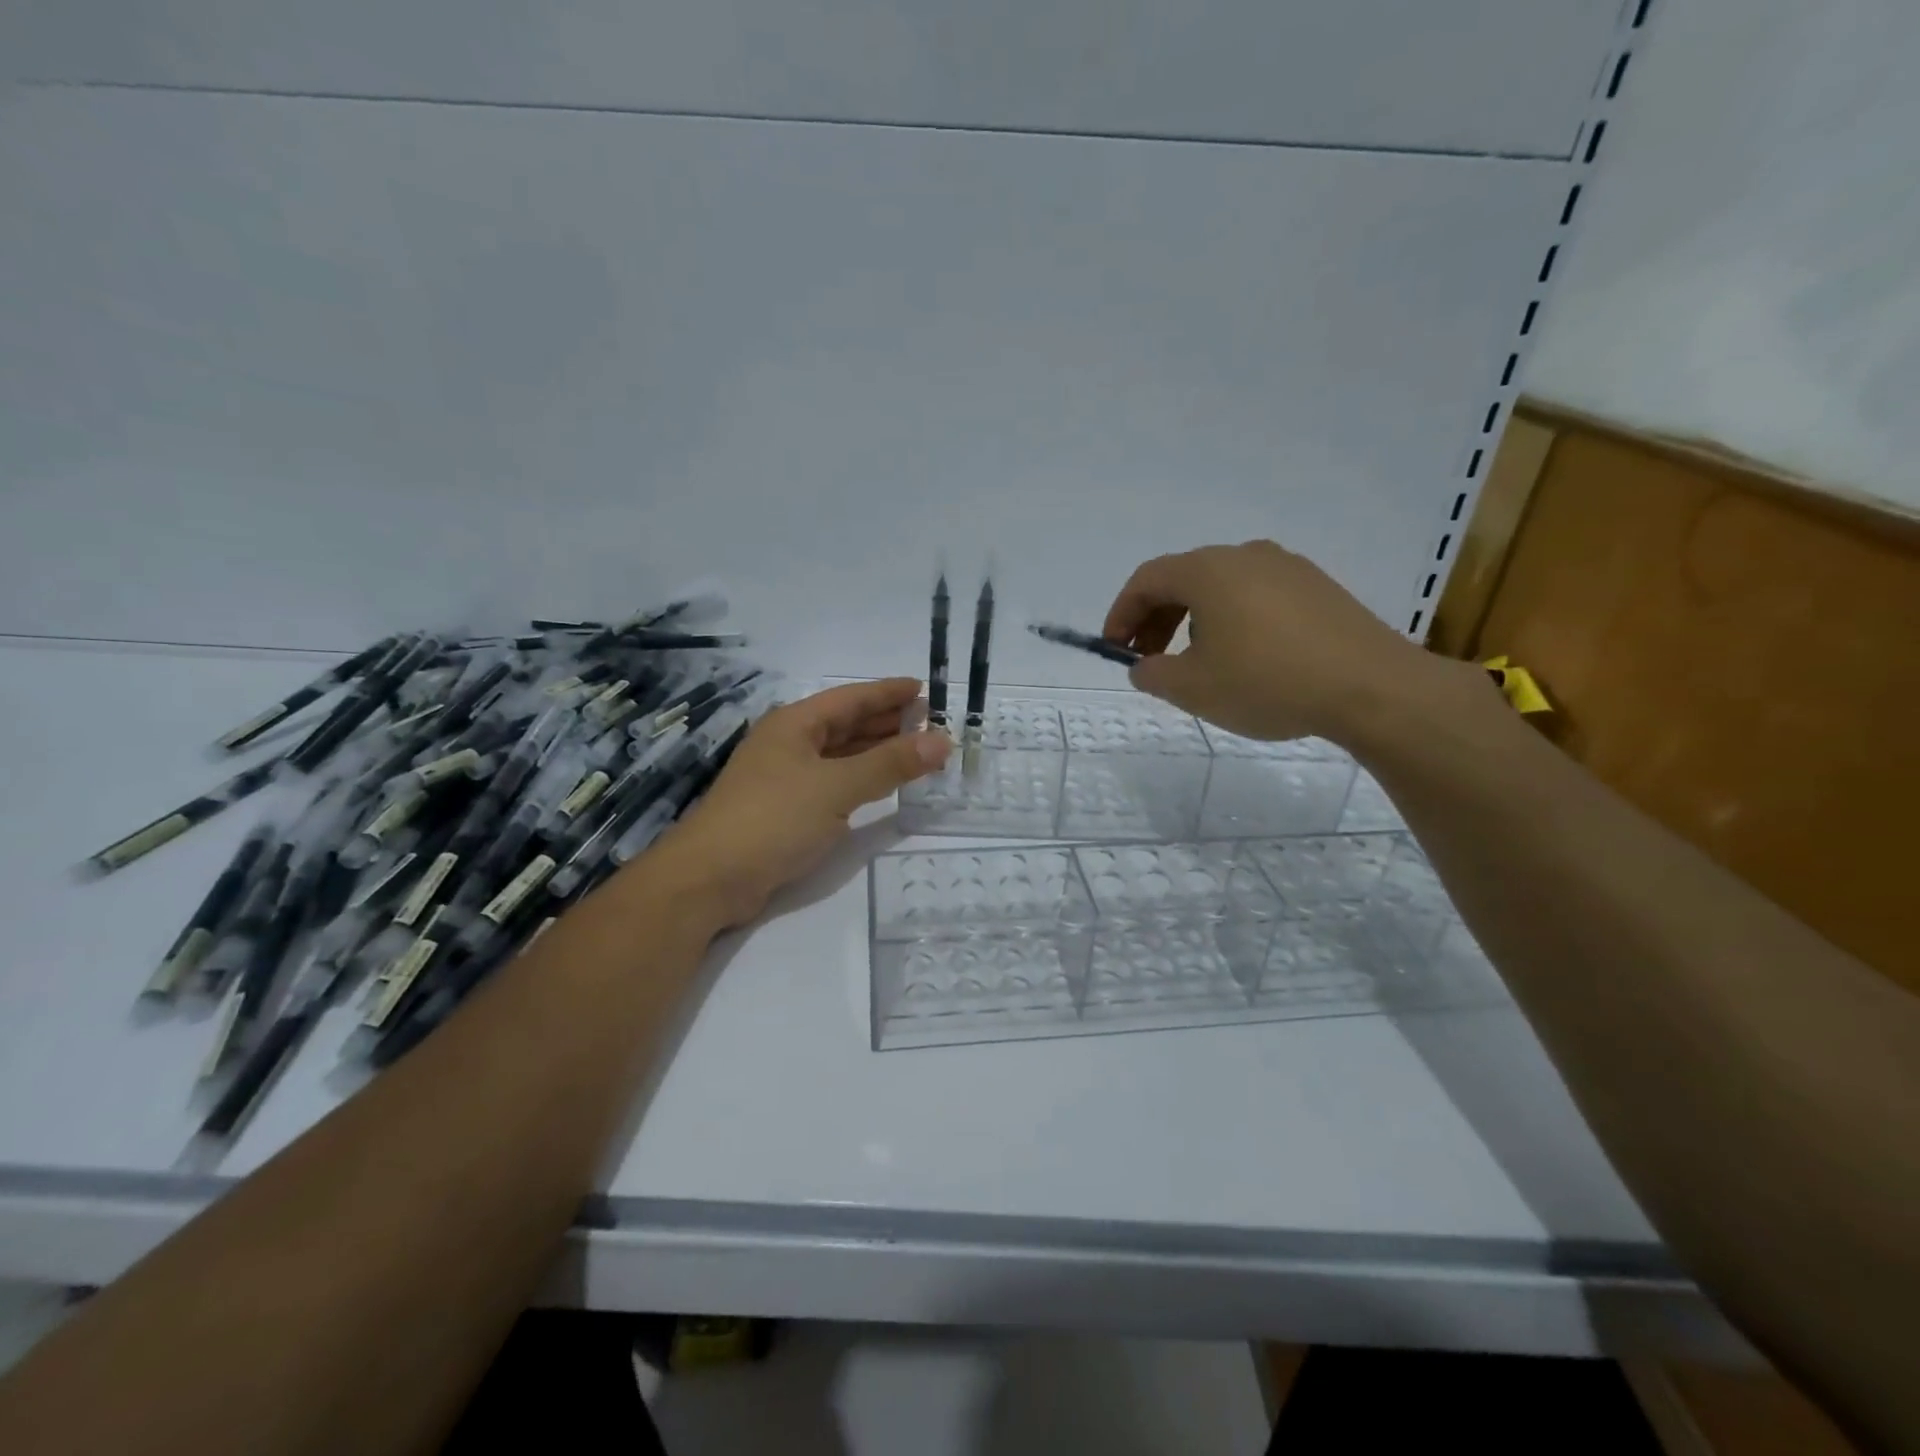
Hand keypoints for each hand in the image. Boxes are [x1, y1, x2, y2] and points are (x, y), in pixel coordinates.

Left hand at [651, 678, 950, 927]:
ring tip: (918, 750)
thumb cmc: (773, 819)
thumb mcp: (836, 787)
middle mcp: (789, 743)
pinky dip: (861, 779)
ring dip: (877, 752)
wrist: (710, 878)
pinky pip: (834, 782)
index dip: (888, 692)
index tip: (924, 690)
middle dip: (887, 722)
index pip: (851, 698)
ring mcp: (785, 777)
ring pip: (840, 755)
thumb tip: (942, 741)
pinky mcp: (785, 810)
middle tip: (930, 723)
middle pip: (846, 724)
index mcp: (795, 724)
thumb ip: (890, 764)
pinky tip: (882, 784)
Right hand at [1103, 540, 1478, 742]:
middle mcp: (1246, 555)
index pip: (1147, 579)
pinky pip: (1256, 596)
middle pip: (1183, 579)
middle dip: (1155, 619)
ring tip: (1195, 663)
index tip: (1114, 649)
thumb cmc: (1267, 682)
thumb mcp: (1193, 688)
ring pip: (1221, 587)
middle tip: (1148, 660)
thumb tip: (1145, 666)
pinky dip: (1232, 620)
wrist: (1372, 688)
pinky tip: (1243, 658)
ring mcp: (1288, 568)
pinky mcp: (1319, 589)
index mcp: (1209, 570)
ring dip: (1193, 621)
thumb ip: (1153, 674)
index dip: (1121, 613)